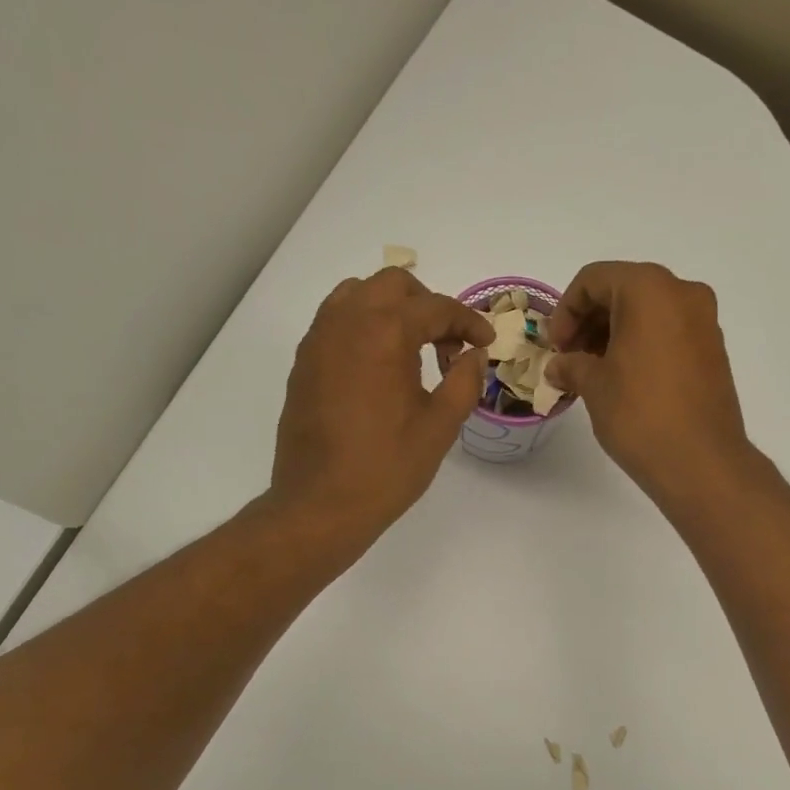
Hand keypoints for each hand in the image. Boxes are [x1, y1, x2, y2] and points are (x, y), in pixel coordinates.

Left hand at [272, 268, 492, 539]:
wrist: (320, 505)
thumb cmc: (387, 468)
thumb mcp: (440, 427)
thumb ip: (464, 381)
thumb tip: (474, 355)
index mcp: (384, 332)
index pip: (435, 307)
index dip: (468, 321)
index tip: (486, 342)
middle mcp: (345, 322)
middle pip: (392, 285)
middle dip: (427, 305)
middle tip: (448, 345)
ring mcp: (317, 341)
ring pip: (357, 295)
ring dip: (391, 310)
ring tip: (412, 351)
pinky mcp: (303, 364)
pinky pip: (336, 323)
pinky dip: (364, 328)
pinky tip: (379, 370)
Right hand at [546, 261, 756, 507]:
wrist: (701, 462)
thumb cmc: (640, 414)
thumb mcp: (594, 386)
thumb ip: (571, 366)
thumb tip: (559, 367)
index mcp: (649, 289)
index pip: (594, 279)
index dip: (565, 311)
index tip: (555, 347)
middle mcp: (683, 293)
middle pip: (623, 290)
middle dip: (590, 321)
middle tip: (569, 358)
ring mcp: (704, 321)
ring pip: (648, 312)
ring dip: (614, 334)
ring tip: (593, 373)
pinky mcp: (713, 350)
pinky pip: (668, 332)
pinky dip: (641, 345)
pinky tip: (623, 380)